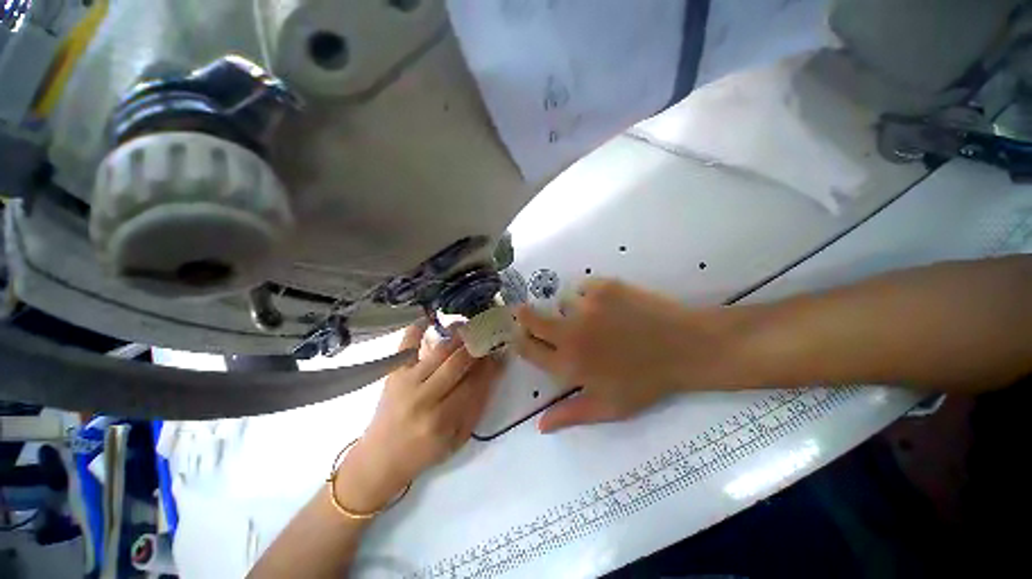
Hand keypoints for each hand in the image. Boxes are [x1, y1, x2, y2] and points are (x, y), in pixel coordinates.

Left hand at [336, 322, 502, 510]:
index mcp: (443, 420)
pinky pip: (406, 345)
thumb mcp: (457, 438)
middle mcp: (424, 398)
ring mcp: (406, 382)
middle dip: (477, 346)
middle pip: (458, 362)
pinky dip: (417, 329)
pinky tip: (429, 318)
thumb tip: (493, 371)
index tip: (499, 353)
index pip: (474, 383)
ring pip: (439, 351)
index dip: (490, 366)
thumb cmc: (424, 452)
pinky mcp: (393, 374)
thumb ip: (477, 405)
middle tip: (488, 335)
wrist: (380, 458)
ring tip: (470, 327)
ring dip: (458, 335)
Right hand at [516, 279, 732, 432]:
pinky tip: (608, 304)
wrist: (684, 347)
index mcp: (569, 364)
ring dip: (568, 308)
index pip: (528, 349)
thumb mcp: (609, 407)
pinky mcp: (604, 287)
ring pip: (561, 301)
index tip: (519, 335)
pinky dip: (589, 294)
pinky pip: (583, 286)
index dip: (519, 341)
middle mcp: (570, 333)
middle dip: (524, 315)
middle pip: (532, 319)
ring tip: (590, 316)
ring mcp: (586, 306)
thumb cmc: (646, 382)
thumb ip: (571, 414)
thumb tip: (540, 427)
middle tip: (525, 312)